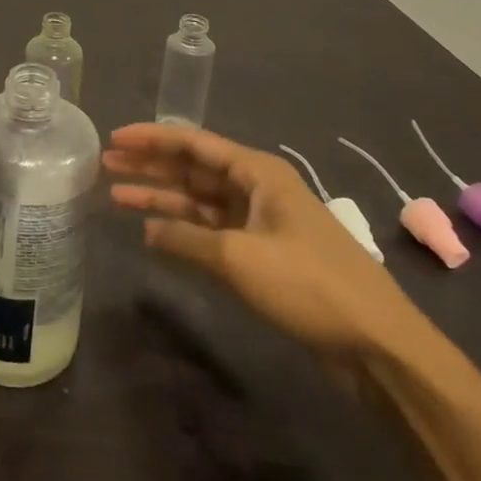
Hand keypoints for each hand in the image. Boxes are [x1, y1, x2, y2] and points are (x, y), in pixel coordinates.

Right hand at [104, 123, 435, 371]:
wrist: (375, 341)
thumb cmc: (308, 284)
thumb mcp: (238, 258)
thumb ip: (187, 239)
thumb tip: (149, 231)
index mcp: (257, 172)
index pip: (194, 143)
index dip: (151, 139)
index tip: (114, 139)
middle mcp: (257, 189)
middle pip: (193, 169)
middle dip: (150, 166)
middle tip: (105, 164)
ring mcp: (260, 222)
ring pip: (199, 201)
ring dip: (161, 198)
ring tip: (116, 195)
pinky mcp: (262, 254)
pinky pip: (211, 231)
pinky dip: (183, 231)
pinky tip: (152, 233)